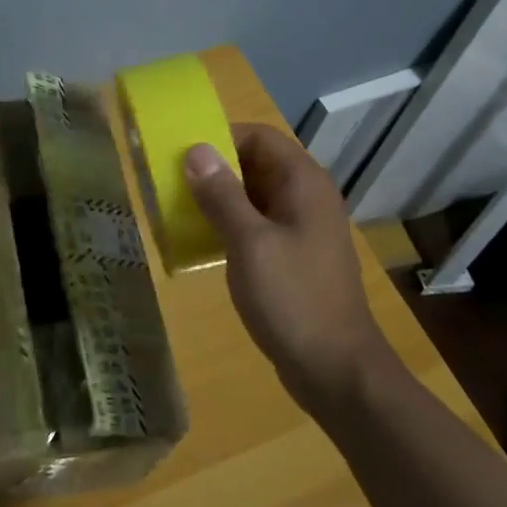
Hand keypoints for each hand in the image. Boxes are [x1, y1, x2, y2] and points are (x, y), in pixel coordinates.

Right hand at [183, 123, 387, 397]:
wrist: (335, 369)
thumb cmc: (293, 299)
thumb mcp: (250, 243)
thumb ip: (222, 195)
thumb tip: (196, 150)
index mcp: (303, 184)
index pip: (259, 136)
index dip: (221, 136)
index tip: (181, 153)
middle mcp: (306, 197)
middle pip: (255, 163)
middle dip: (214, 168)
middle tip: (170, 181)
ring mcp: (301, 228)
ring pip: (253, 195)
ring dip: (218, 197)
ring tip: (178, 208)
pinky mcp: (293, 255)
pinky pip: (256, 224)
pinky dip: (229, 223)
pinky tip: (202, 240)